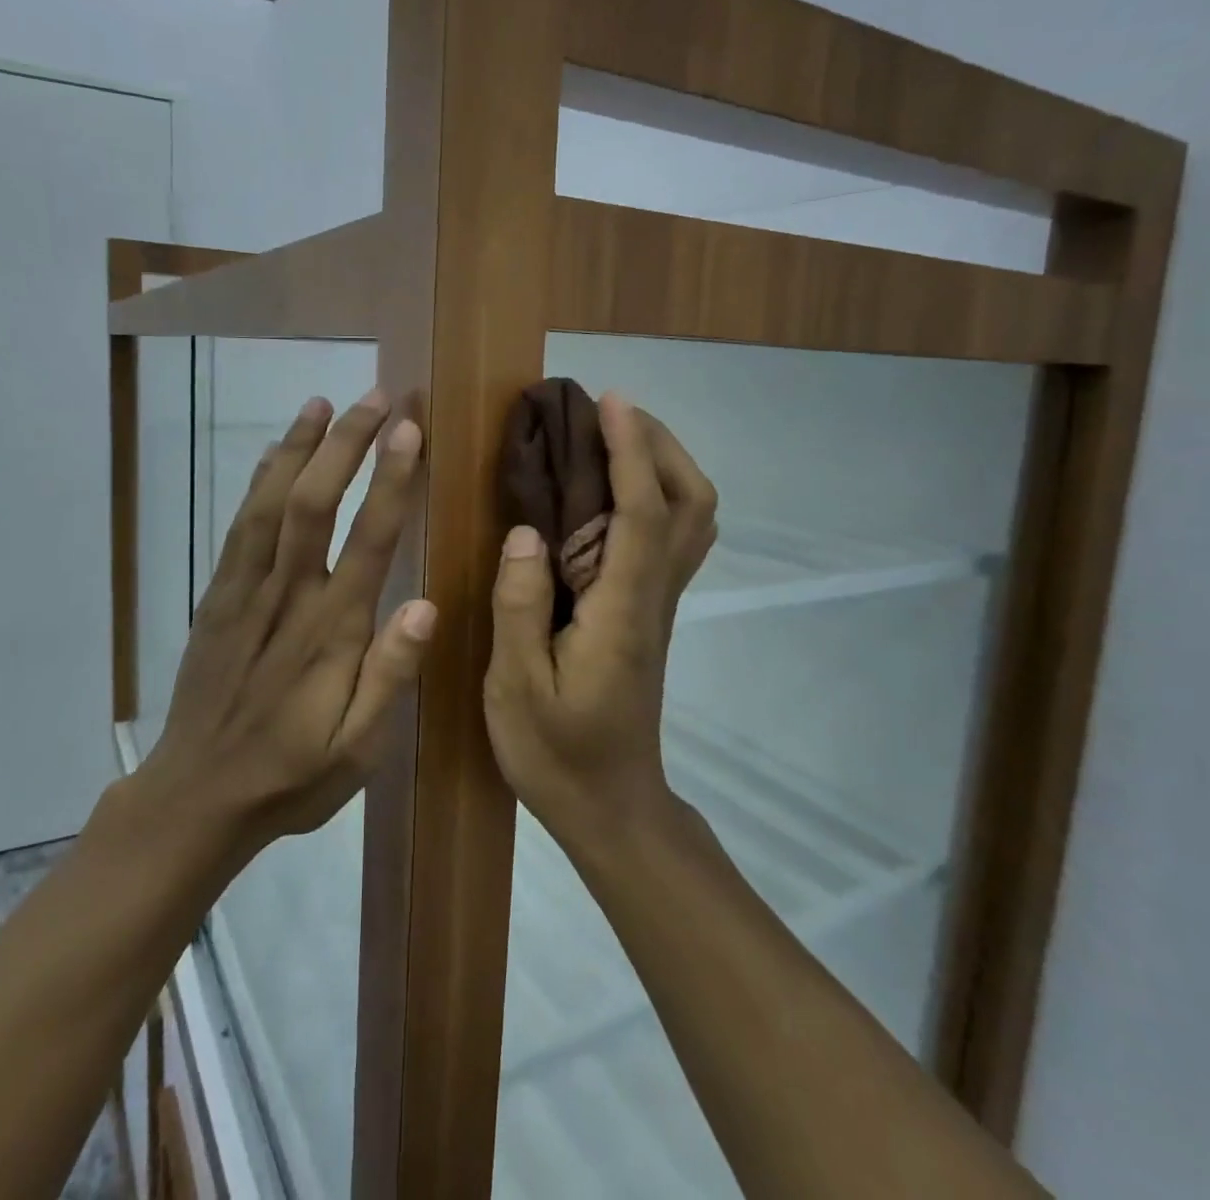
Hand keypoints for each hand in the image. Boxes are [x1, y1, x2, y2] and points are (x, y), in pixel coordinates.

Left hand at [141, 389, 435, 851]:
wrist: (196, 797)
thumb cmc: (292, 778)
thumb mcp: (357, 751)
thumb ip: (390, 677)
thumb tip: (426, 605)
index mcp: (330, 634)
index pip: (368, 540)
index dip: (391, 478)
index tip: (410, 428)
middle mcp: (287, 598)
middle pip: (314, 503)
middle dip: (346, 443)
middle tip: (377, 396)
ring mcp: (244, 592)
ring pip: (271, 504)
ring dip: (298, 448)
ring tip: (323, 401)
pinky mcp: (217, 597)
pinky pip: (238, 527)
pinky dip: (259, 481)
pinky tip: (276, 453)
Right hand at [483, 393, 717, 840]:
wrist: (611, 806)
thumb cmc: (557, 753)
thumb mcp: (516, 688)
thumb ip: (519, 607)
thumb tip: (527, 531)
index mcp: (621, 611)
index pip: (643, 513)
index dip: (631, 451)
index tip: (610, 402)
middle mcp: (654, 597)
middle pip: (691, 504)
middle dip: (659, 445)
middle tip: (608, 414)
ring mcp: (660, 605)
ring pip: (693, 519)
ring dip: (664, 465)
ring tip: (612, 440)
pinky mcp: (652, 613)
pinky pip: (673, 538)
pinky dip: (656, 495)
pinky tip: (612, 494)